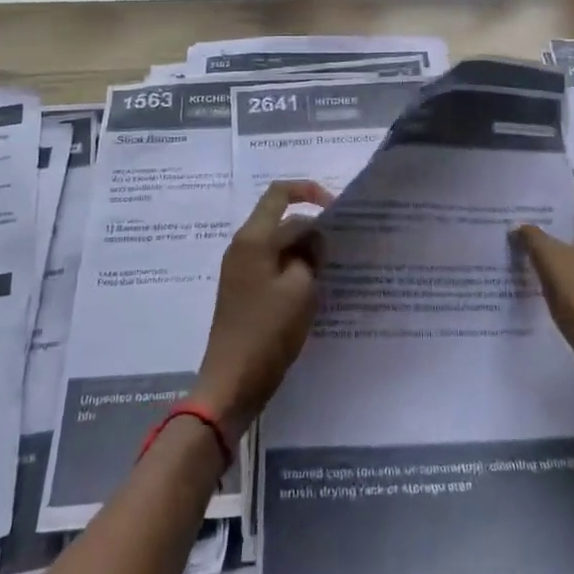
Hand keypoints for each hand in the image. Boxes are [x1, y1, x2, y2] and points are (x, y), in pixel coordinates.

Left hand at [192, 179, 331, 438]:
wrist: (231, 382)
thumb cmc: (267, 331)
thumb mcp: (300, 289)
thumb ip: (310, 255)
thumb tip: (313, 238)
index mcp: (253, 239)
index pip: (279, 194)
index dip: (309, 191)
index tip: (335, 207)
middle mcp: (242, 247)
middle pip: (280, 219)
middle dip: (311, 227)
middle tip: (342, 246)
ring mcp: (240, 269)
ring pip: (278, 244)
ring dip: (304, 250)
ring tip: (332, 267)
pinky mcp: (243, 291)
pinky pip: (273, 265)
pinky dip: (294, 268)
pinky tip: (314, 286)